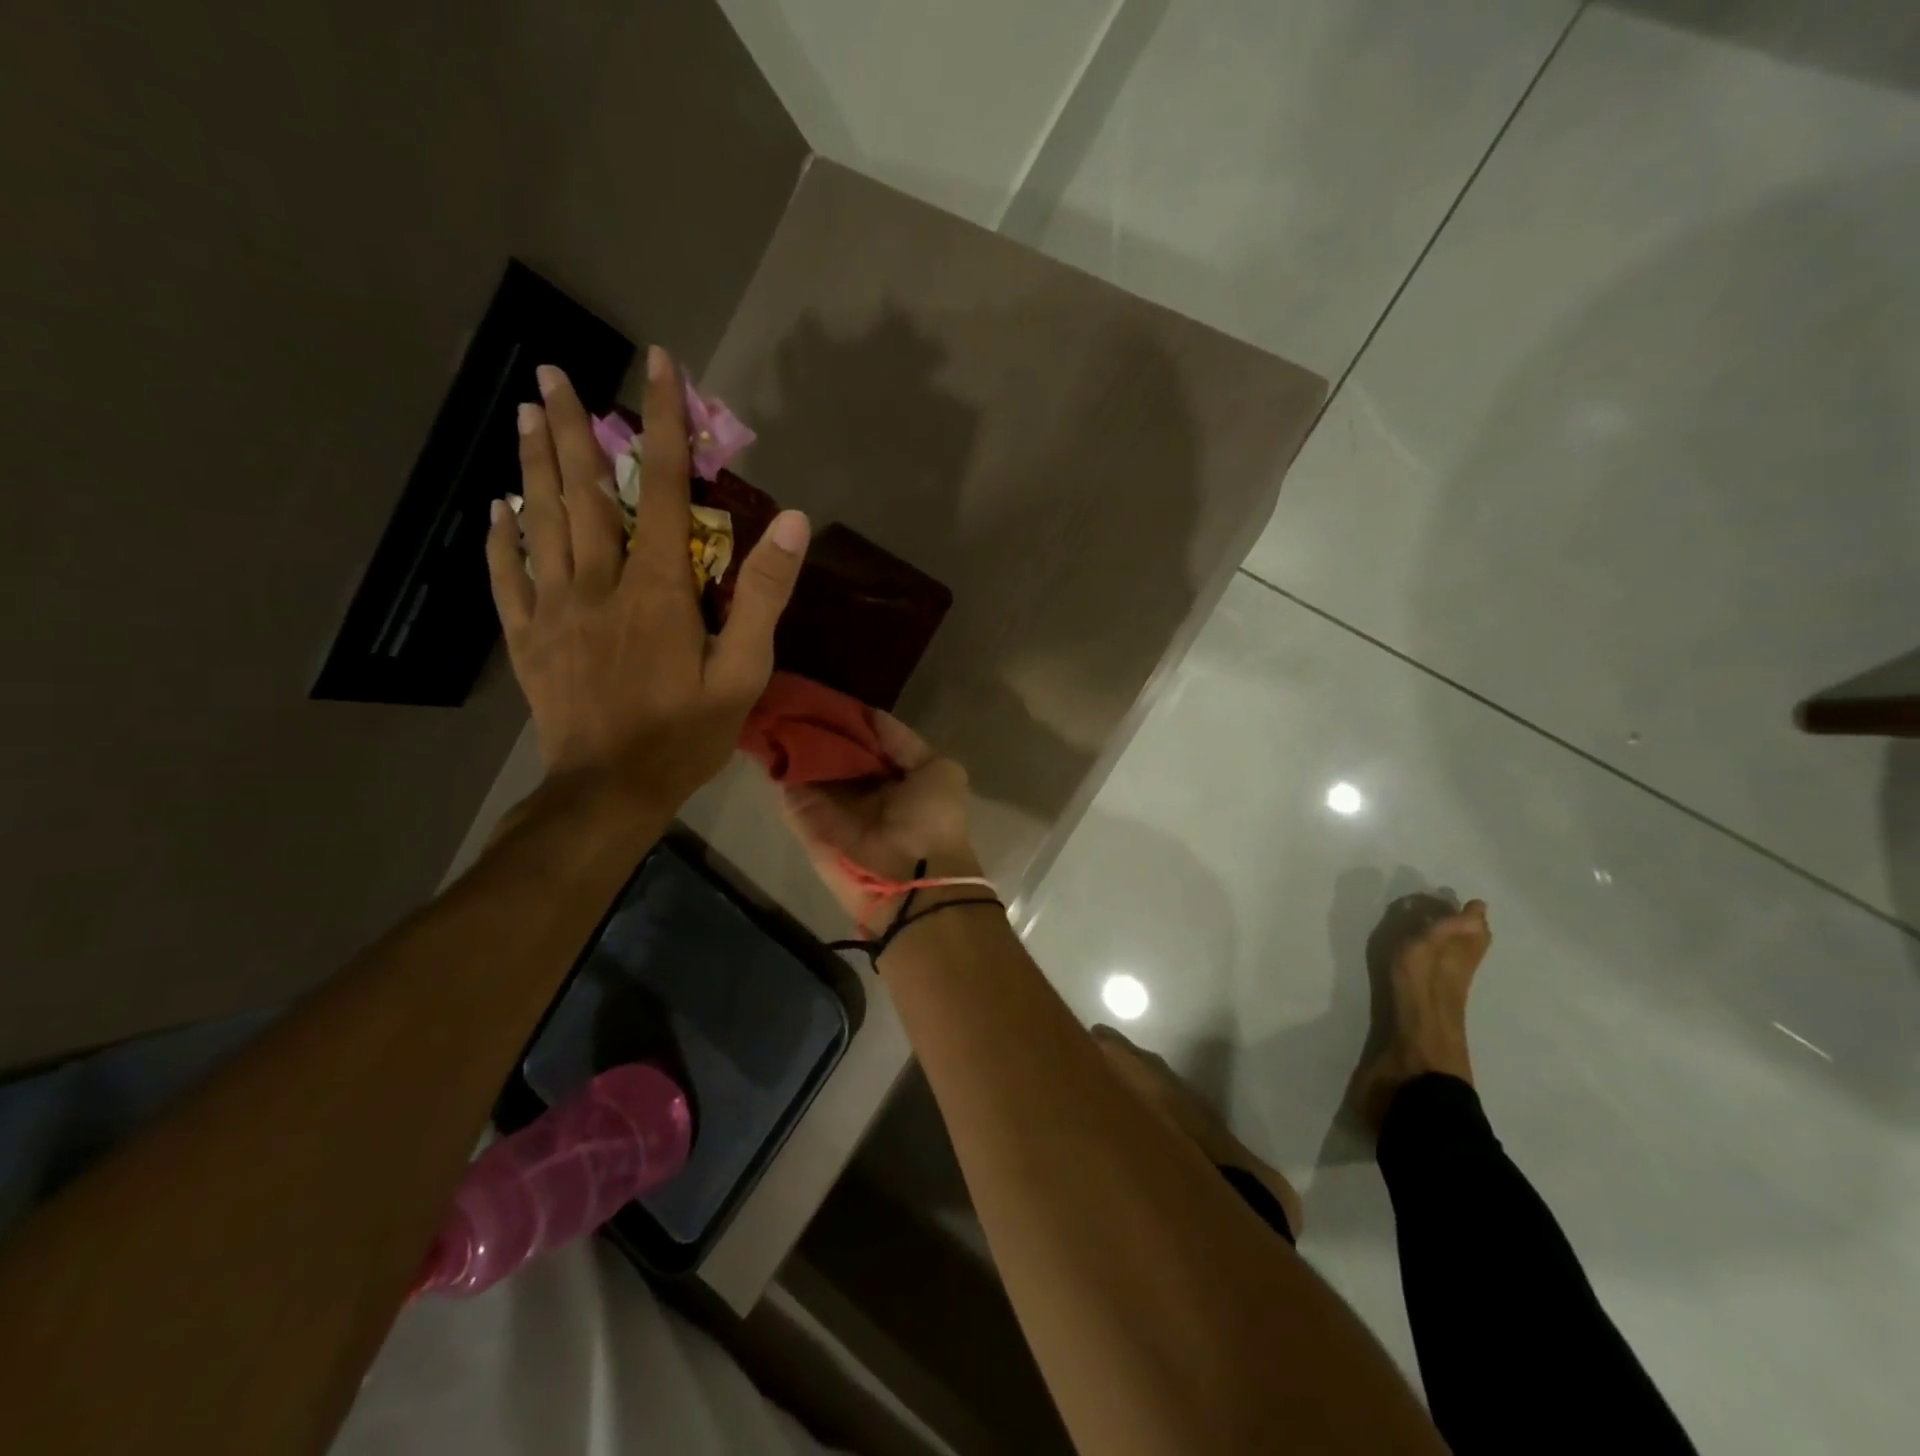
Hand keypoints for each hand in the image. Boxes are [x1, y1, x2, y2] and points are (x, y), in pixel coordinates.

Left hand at [486, 347, 809, 815]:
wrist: (610, 790)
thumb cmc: (686, 734)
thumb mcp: (744, 671)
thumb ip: (763, 594)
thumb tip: (794, 522)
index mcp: (658, 588)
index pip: (664, 489)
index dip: (663, 424)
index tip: (657, 366)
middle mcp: (600, 583)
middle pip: (586, 492)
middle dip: (574, 428)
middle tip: (551, 372)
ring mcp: (555, 608)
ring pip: (542, 521)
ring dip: (534, 464)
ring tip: (526, 414)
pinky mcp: (527, 637)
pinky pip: (508, 576)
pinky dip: (501, 537)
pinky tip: (497, 508)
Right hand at [781, 714, 977, 923]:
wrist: (912, 877)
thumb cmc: (932, 820)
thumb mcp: (938, 769)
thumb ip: (903, 742)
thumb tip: (869, 715)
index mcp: (893, 778)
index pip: (864, 742)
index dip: (848, 719)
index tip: (827, 693)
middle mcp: (860, 791)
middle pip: (832, 753)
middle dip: (816, 727)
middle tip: (792, 695)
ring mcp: (831, 807)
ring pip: (807, 768)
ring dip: (792, 742)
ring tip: (773, 705)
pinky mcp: (807, 823)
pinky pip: (789, 790)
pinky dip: (777, 766)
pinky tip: (764, 735)